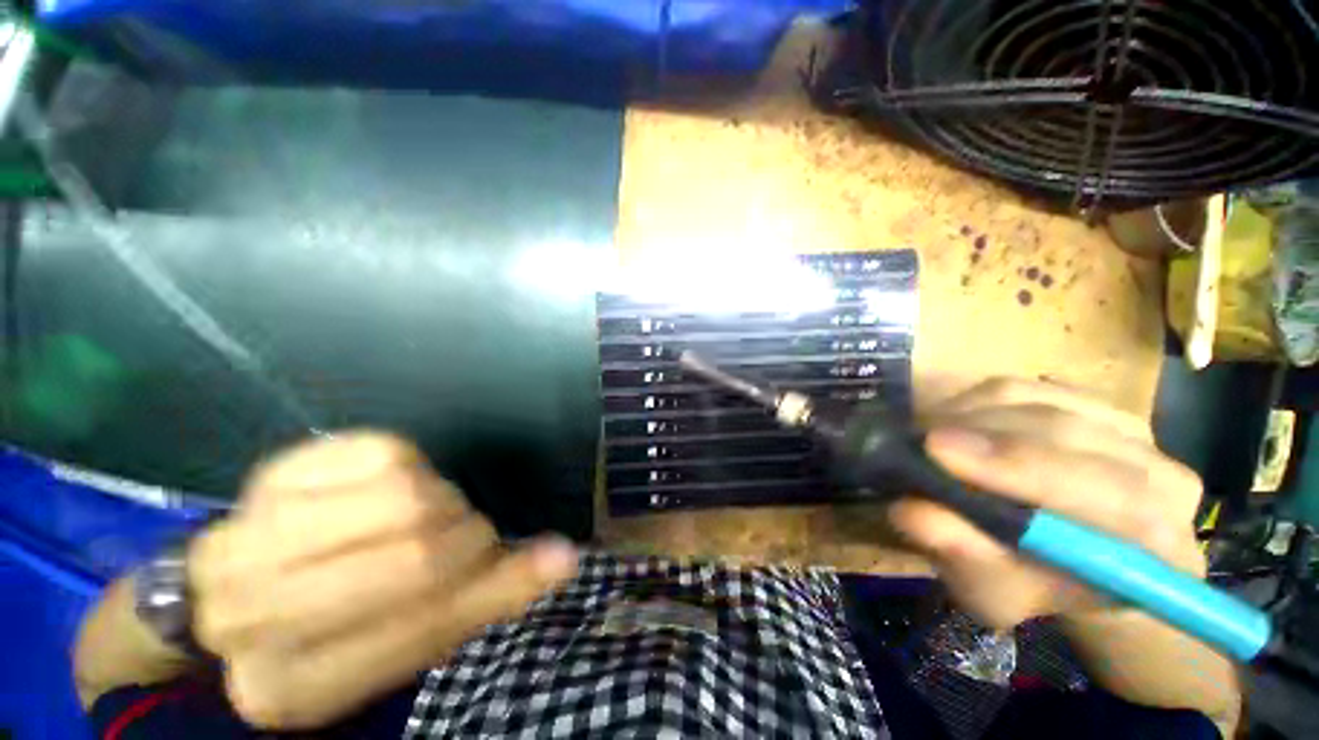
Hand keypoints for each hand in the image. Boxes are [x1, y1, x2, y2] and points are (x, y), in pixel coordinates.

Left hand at [187, 432, 577, 729]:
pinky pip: (384, 453)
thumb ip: (490, 598)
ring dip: (442, 500)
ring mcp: (250, 534)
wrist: (239, 587)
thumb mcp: (412, 637)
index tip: (511, 551)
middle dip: (465, 535)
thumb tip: (565, 556)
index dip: (485, 578)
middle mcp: (249, 616)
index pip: (426, 623)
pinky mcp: (276, 471)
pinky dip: (414, 466)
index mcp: (288, 689)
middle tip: (465, 535)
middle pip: (415, 551)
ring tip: (432, 512)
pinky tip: (396, 488)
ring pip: (402, 494)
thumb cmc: (337, 626)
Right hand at [889, 379, 1205, 628]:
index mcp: (1156, 545)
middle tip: (918, 440)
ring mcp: (1131, 431)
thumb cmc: (1033, 586)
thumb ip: (965, 557)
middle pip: (1070, 434)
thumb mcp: (993, 592)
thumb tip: (913, 511)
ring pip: (1041, 403)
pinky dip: (976, 402)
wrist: (1066, 560)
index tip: (935, 449)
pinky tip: (951, 423)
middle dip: (983, 434)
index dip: (1020, 466)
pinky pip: (1028, 389)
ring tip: (928, 436)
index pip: (1112, 494)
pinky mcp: (1091, 404)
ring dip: (971, 416)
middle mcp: (1162, 476)